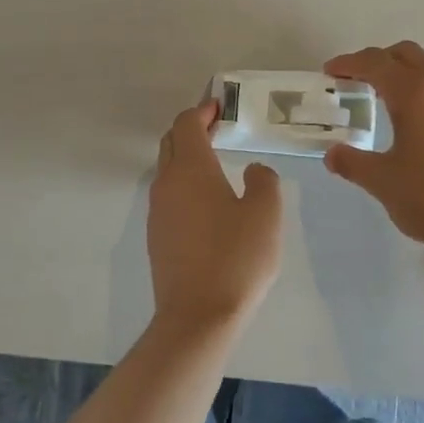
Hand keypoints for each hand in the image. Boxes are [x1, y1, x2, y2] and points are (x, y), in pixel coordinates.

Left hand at [147, 100, 283, 328]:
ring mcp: (157, 212)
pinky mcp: (157, 237)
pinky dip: (184, 184)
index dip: (202, 111)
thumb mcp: (266, 214)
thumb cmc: (236, 258)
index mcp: (190, 170)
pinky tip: (207, 202)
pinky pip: (168, 196)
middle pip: (170, 143)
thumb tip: (254, 171)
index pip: (186, 125)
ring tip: (216, 163)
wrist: (199, 316)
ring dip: (187, 158)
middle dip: (191, 130)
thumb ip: (264, 181)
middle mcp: (166, 184)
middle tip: (218, 128)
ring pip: (167, 170)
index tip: (220, 106)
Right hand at [323, 42, 423, 252]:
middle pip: (408, 55)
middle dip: (380, 60)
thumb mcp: (382, 181)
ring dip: (411, 71)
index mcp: (415, 94)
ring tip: (395, 97)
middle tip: (360, 80)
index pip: (376, 63)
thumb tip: (333, 154)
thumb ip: (353, 163)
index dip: (349, 63)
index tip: (331, 71)